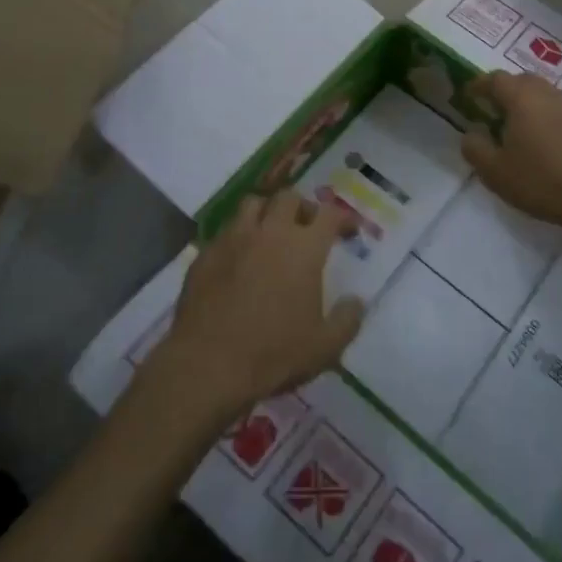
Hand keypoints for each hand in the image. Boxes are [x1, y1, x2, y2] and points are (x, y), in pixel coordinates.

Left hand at [153, 191, 364, 421]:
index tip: (349, 230)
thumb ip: (347, 320)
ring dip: (267, 212)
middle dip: (303, 208)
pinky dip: (238, 236)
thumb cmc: (273, 354)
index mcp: (303, 248)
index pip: (329, 214)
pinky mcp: (205, 253)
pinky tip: (239, 259)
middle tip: (307, 228)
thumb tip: (355, 302)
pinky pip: (225, 230)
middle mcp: (269, 232)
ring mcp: (233, 239)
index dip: (343, 218)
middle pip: (289, 198)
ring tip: (271, 233)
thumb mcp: (324, 347)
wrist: (206, 364)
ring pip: (252, 204)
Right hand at [460, 71, 561, 238]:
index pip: (495, 79)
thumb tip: (471, 134)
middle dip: (504, 90)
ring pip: (542, 93)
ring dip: (526, 102)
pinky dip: (544, 116)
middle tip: (491, 108)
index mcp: (522, 98)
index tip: (468, 95)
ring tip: (515, 125)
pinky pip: (558, 110)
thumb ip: (475, 148)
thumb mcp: (495, 171)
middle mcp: (547, 94)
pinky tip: (541, 140)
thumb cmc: (541, 181)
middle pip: (522, 80)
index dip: (479, 85)